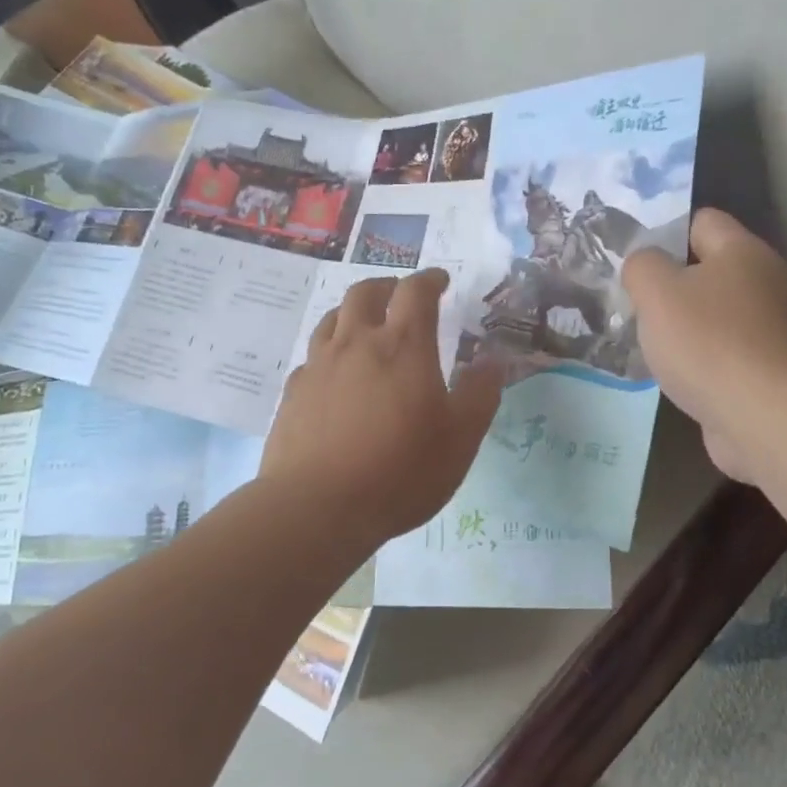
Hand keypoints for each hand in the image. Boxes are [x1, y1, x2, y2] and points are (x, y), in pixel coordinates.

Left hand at [261, 269, 502, 546]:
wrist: (317, 507)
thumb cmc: (400, 472)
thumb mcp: (460, 439)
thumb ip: (480, 395)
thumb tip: (492, 360)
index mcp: (403, 347)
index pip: (416, 292)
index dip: (430, 280)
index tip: (440, 281)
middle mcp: (356, 343)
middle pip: (365, 293)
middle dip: (387, 286)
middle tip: (401, 296)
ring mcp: (319, 366)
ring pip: (332, 319)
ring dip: (353, 312)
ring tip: (366, 327)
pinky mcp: (293, 392)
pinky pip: (313, 356)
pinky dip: (330, 352)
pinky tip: (335, 375)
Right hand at [621, 209, 786, 484]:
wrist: (767, 417)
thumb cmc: (708, 344)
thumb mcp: (656, 292)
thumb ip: (641, 266)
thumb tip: (644, 265)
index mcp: (742, 252)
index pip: (701, 221)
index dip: (664, 234)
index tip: (634, 263)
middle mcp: (765, 282)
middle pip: (708, 269)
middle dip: (670, 286)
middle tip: (633, 305)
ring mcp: (771, 328)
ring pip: (714, 314)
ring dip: (683, 327)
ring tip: (647, 343)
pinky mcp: (769, 368)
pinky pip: (724, 351)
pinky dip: (700, 360)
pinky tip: (675, 375)